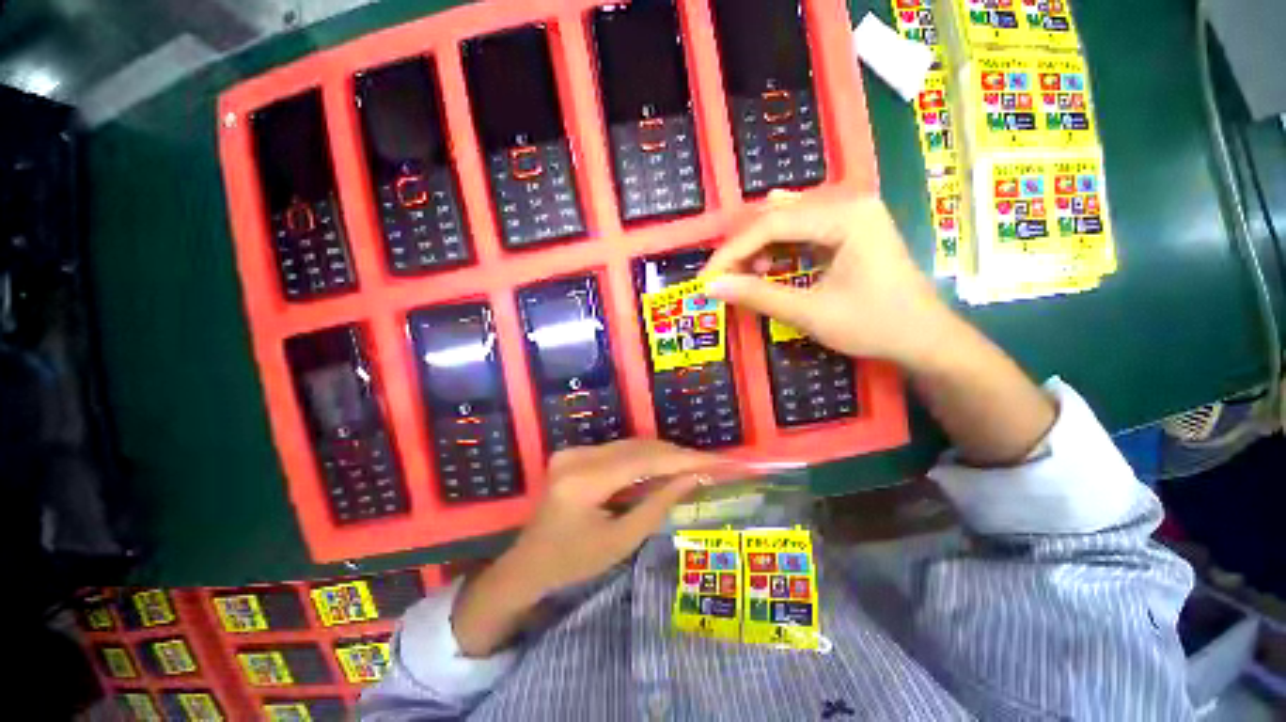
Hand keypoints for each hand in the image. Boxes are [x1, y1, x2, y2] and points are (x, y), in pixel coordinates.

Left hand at [452, 439, 713, 656]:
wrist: (527, 563)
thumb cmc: (573, 562)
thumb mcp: (621, 541)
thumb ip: (658, 505)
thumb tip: (692, 478)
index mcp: (584, 482)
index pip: (645, 461)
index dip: (683, 460)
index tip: (716, 461)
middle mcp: (577, 456)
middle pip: (639, 448)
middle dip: (676, 455)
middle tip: (709, 463)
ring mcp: (574, 451)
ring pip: (631, 445)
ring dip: (662, 455)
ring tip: (693, 465)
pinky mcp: (575, 452)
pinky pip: (619, 450)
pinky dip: (644, 457)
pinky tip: (664, 466)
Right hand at [704, 193, 952, 367]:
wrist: (926, 339)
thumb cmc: (874, 325)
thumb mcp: (810, 313)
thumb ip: (758, 296)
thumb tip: (711, 287)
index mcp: (845, 215)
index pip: (771, 224)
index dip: (732, 252)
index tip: (706, 278)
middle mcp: (848, 203)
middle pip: (777, 217)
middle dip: (744, 250)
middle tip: (723, 279)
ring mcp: (850, 214)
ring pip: (787, 222)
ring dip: (759, 249)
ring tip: (746, 276)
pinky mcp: (849, 229)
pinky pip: (802, 231)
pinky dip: (778, 250)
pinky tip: (768, 266)